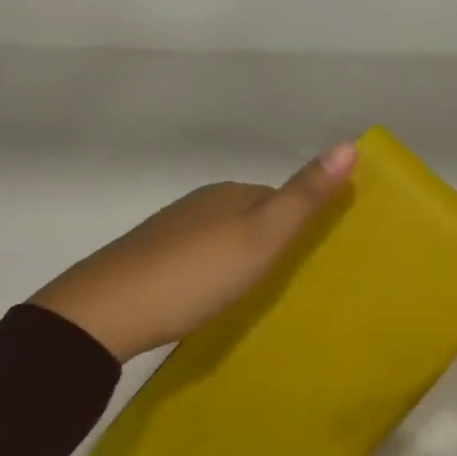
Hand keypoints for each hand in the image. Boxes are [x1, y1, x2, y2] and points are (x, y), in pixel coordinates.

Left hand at [31, 142, 356, 361]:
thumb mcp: (262, 236)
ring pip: (223, 235)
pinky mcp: (150, 256)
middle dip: (273, 238)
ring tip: (254, 291)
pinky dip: (213, 268)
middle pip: (252, 214)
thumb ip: (304, 196)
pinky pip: (197, 255)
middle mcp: (202, 202)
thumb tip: (350, 144)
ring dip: (241, 255)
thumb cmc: (196, 273)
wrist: (106, 311)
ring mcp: (172, 228)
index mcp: (232, 193)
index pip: (281, 197)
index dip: (303, 221)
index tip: (318, 254)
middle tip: (290, 278)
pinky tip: (210, 294)